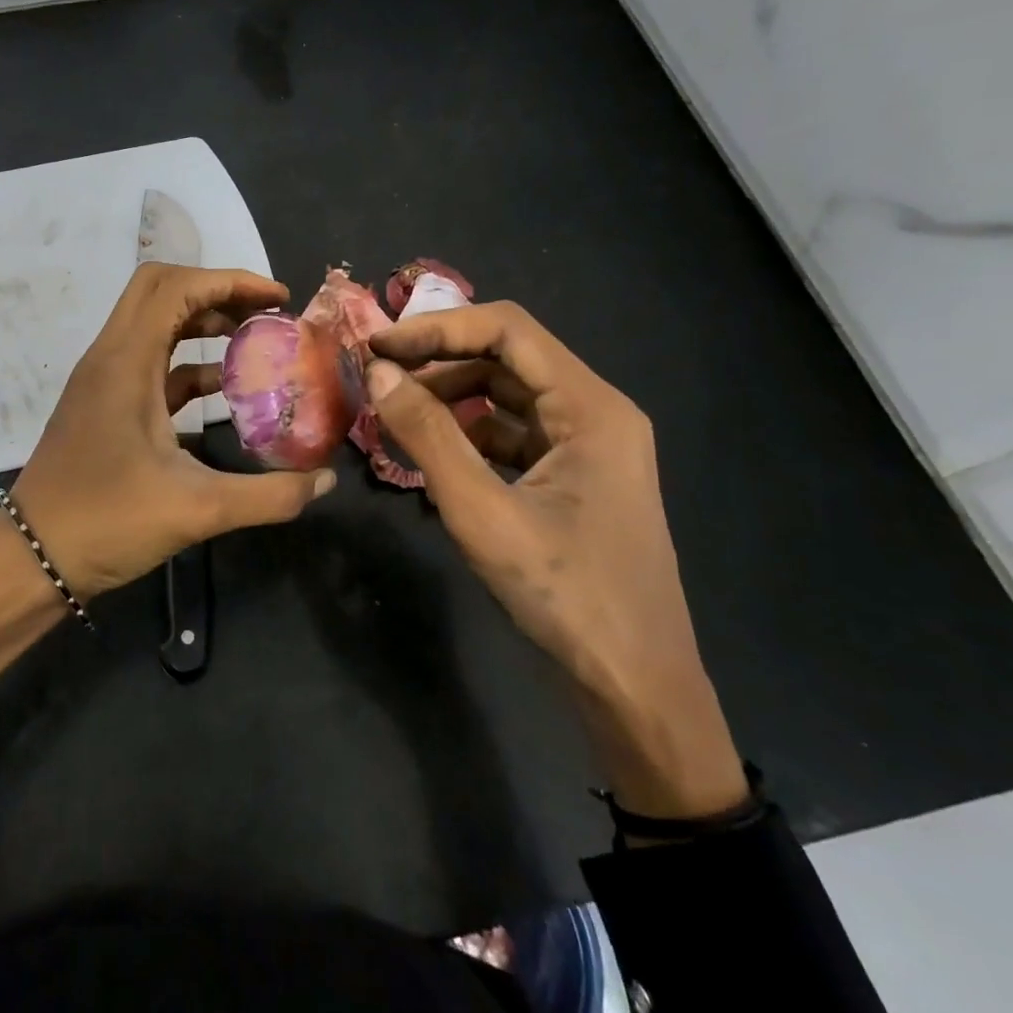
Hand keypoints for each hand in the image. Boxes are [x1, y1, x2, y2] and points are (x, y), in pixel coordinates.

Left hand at [12, 262, 336, 594]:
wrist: (32, 559)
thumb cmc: (106, 523)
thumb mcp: (196, 510)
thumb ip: (268, 496)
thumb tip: (325, 481)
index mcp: (125, 363)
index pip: (176, 287)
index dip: (231, 281)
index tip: (279, 300)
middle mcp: (109, 357)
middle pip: (160, 290)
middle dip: (216, 292)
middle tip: (265, 315)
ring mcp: (101, 380)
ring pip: (153, 324)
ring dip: (202, 323)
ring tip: (254, 342)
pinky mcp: (102, 405)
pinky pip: (149, 363)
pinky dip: (188, 363)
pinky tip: (224, 391)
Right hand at [367, 301, 746, 820]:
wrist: (634, 685)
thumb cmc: (564, 594)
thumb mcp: (482, 512)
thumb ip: (427, 436)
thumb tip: (379, 374)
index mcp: (591, 407)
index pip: (508, 330)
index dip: (438, 328)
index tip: (379, 346)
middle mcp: (596, 413)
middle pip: (508, 359)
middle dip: (439, 361)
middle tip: (378, 378)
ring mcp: (588, 447)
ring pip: (509, 397)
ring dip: (451, 398)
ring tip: (395, 415)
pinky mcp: (574, 478)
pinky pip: (514, 435)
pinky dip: (470, 434)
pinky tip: (432, 454)